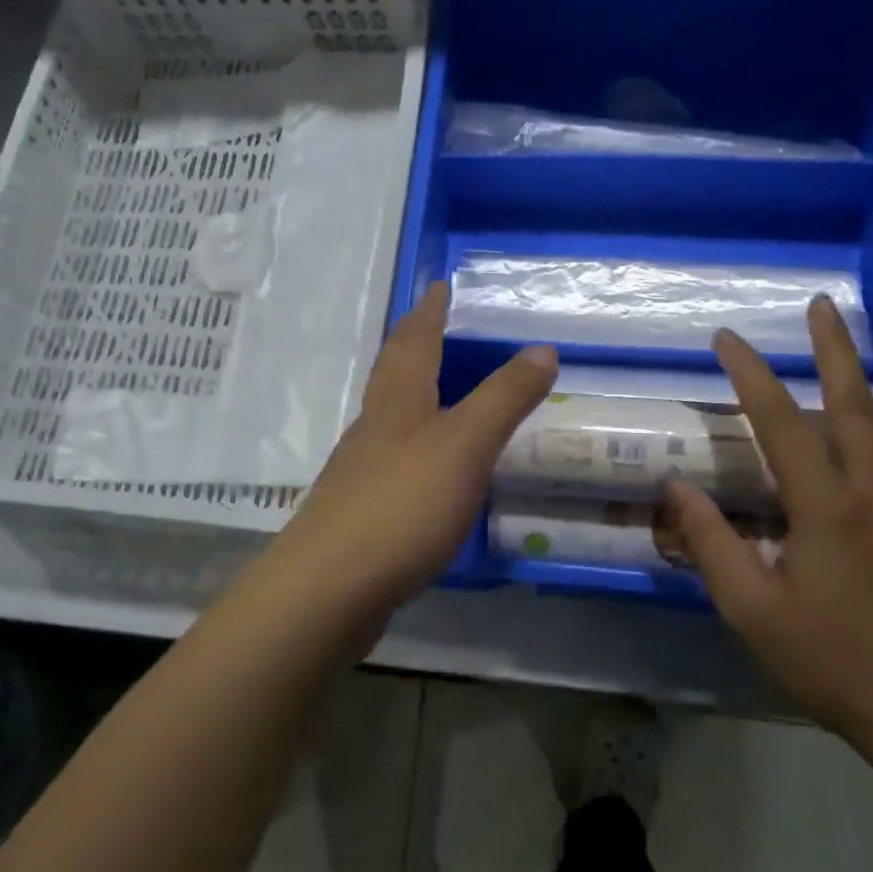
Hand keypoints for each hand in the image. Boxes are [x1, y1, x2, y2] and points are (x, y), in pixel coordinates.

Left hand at [258, 281, 556, 637]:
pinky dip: (414, 447)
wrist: (330, 587)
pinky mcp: (361, 512)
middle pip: (393, 373)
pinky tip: (428, 470)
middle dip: (414, 345)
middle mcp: (374, 426)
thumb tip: (542, 348)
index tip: (438, 284)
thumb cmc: (402, 504)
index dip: (429, 310)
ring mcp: (361, 470)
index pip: (415, 340)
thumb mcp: (465, 444)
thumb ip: (504, 398)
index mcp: (398, 401)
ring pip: (389, 417)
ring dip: (412, 395)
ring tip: (439, 392)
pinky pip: (392, 462)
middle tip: (436, 327)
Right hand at [664, 297, 872, 751]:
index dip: (749, 376)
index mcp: (825, 508)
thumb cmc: (828, 660)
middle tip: (822, 305)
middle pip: (856, 403)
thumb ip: (711, 543)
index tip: (725, 340)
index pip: (779, 423)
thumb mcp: (750, 609)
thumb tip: (676, 487)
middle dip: (835, 349)